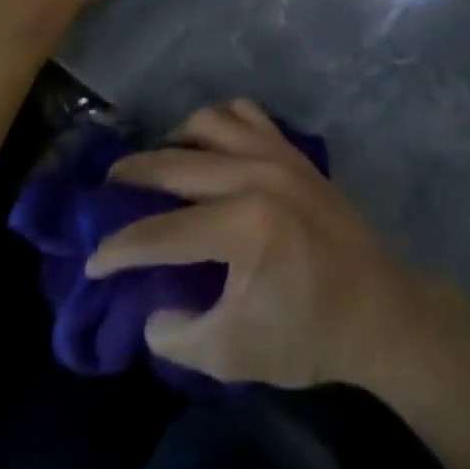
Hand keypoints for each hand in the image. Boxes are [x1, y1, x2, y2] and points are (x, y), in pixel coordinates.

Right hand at [85, 99, 426, 389]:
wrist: (377, 308)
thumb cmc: (308, 333)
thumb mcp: (233, 355)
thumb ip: (177, 335)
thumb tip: (148, 305)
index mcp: (243, 227)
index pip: (161, 234)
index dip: (120, 249)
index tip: (92, 259)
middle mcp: (255, 176)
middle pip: (175, 164)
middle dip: (132, 177)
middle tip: (106, 191)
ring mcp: (276, 154)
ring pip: (208, 122)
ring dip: (175, 140)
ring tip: (159, 165)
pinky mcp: (291, 149)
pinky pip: (244, 113)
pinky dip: (217, 122)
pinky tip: (207, 146)